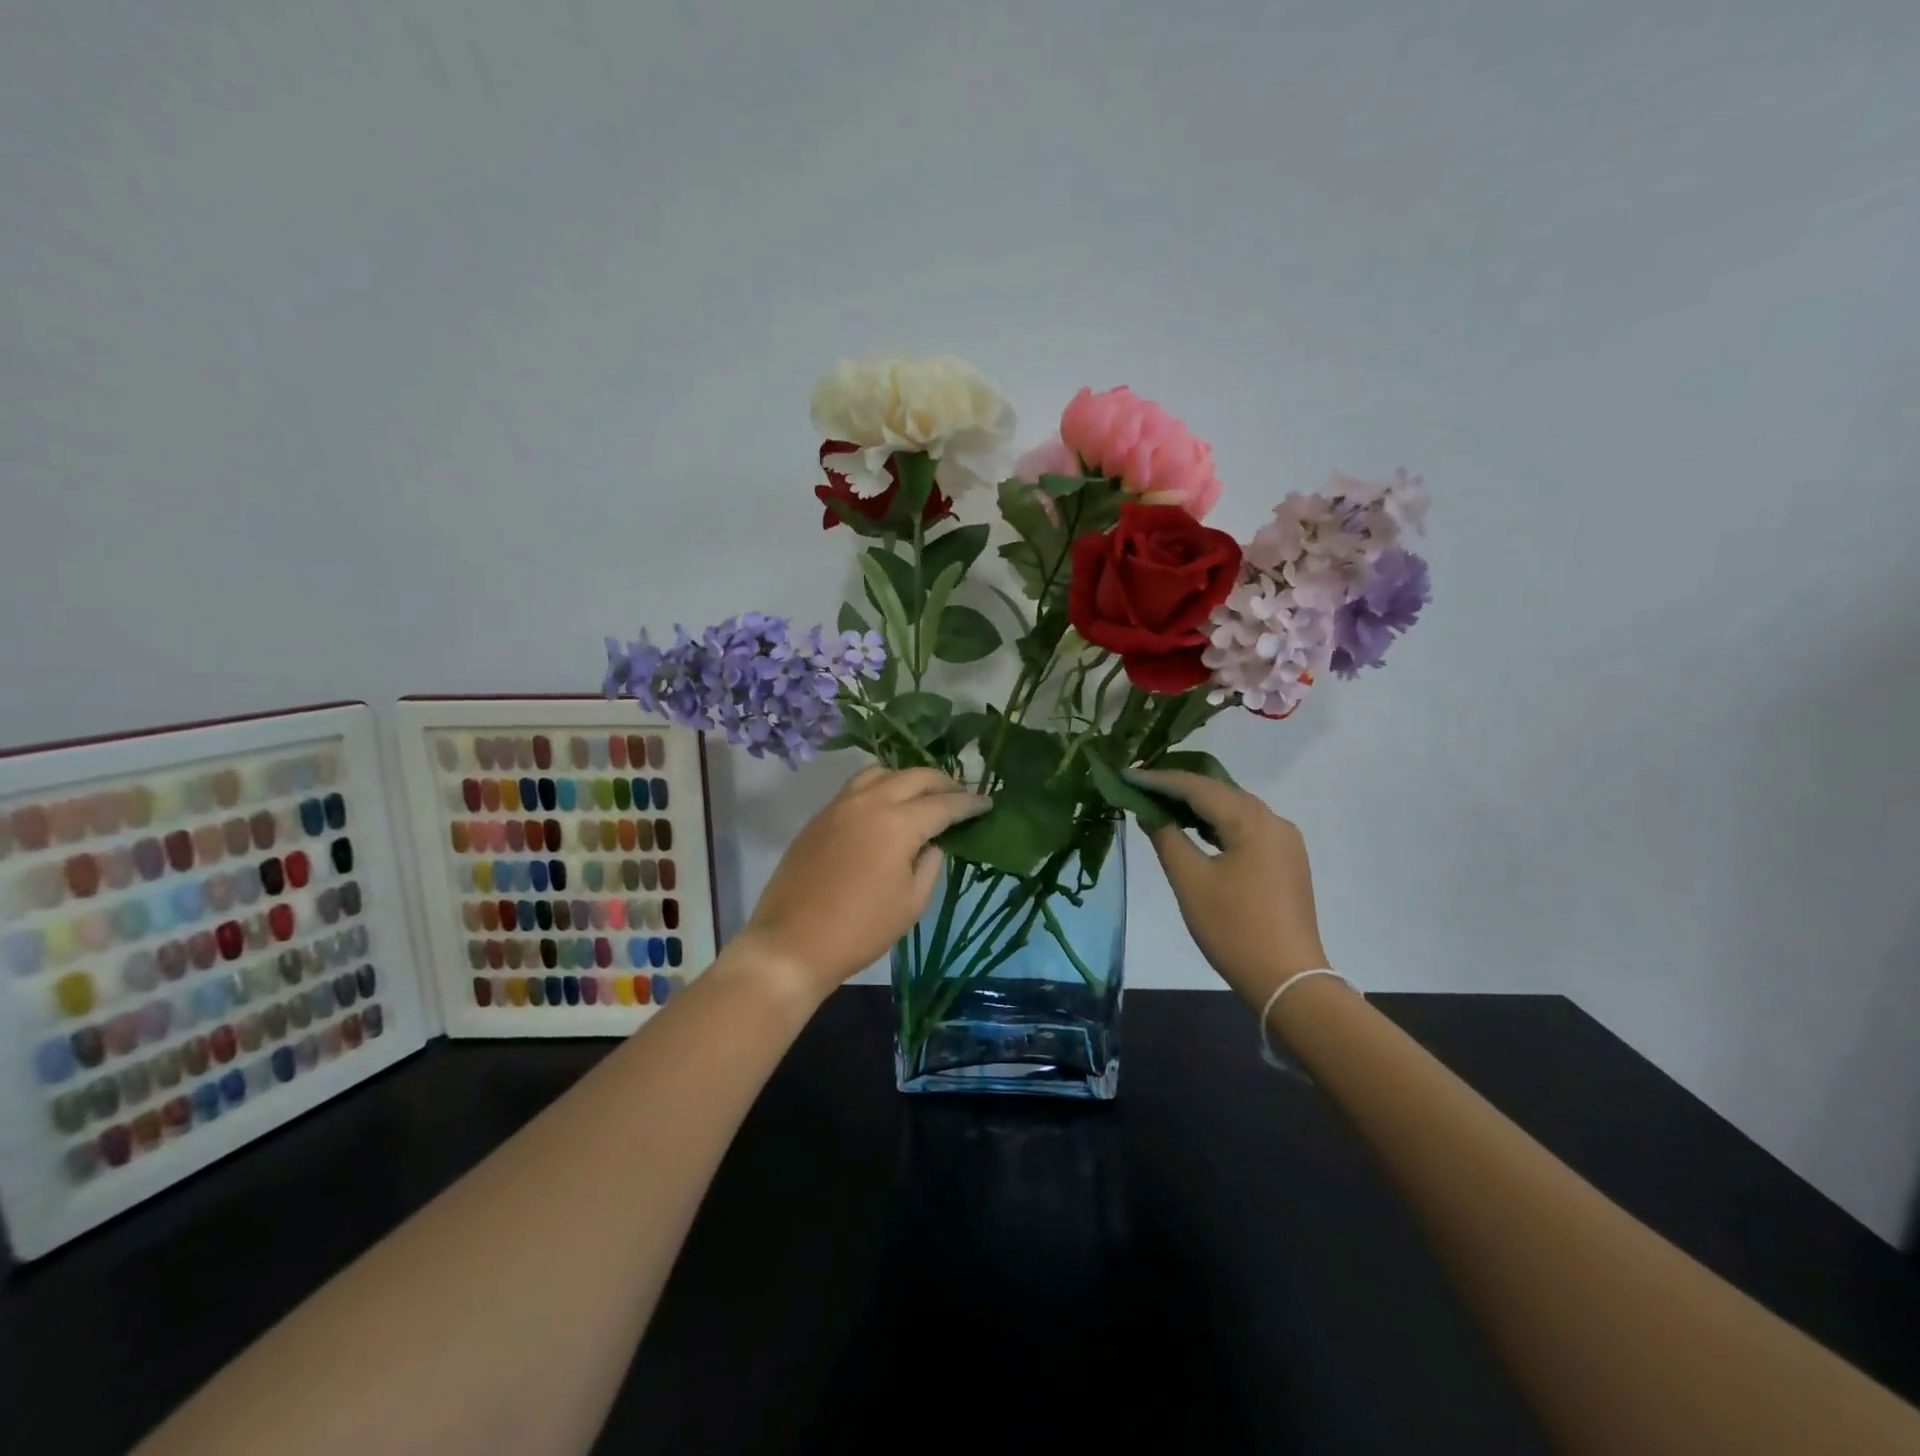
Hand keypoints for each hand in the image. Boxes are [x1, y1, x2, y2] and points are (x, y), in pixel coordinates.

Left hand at [739, 766, 990, 1000]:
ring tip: (922, 795)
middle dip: (943, 782)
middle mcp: (869, 802)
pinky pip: (856, 787)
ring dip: (908, 778)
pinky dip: (880, 787)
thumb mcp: (911, 903)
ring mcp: (840, 805)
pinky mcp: (820, 817)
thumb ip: (930, 865)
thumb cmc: (861, 930)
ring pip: (881, 773)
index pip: (944, 804)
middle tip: (960, 794)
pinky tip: (886, 806)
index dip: (969, 804)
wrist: (792, 944)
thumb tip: (931, 844)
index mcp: (898, 823)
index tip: (987, 803)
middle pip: (914, 776)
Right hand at [1127, 769, 1328, 1005]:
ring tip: (1160, 804)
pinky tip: (1195, 831)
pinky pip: (1246, 828)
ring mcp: (1285, 841)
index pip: (1197, 787)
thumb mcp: (1190, 881)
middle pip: (1219, 792)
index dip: (1159, 780)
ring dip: (1198, 806)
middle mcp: (1274, 821)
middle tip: (1140, 786)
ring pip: (1234, 809)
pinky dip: (1217, 824)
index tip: (1126, 775)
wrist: (1288, 980)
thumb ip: (1166, 837)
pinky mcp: (1286, 861)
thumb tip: (1148, 811)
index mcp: (1252, 820)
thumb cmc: (1233, 928)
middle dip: (1178, 788)